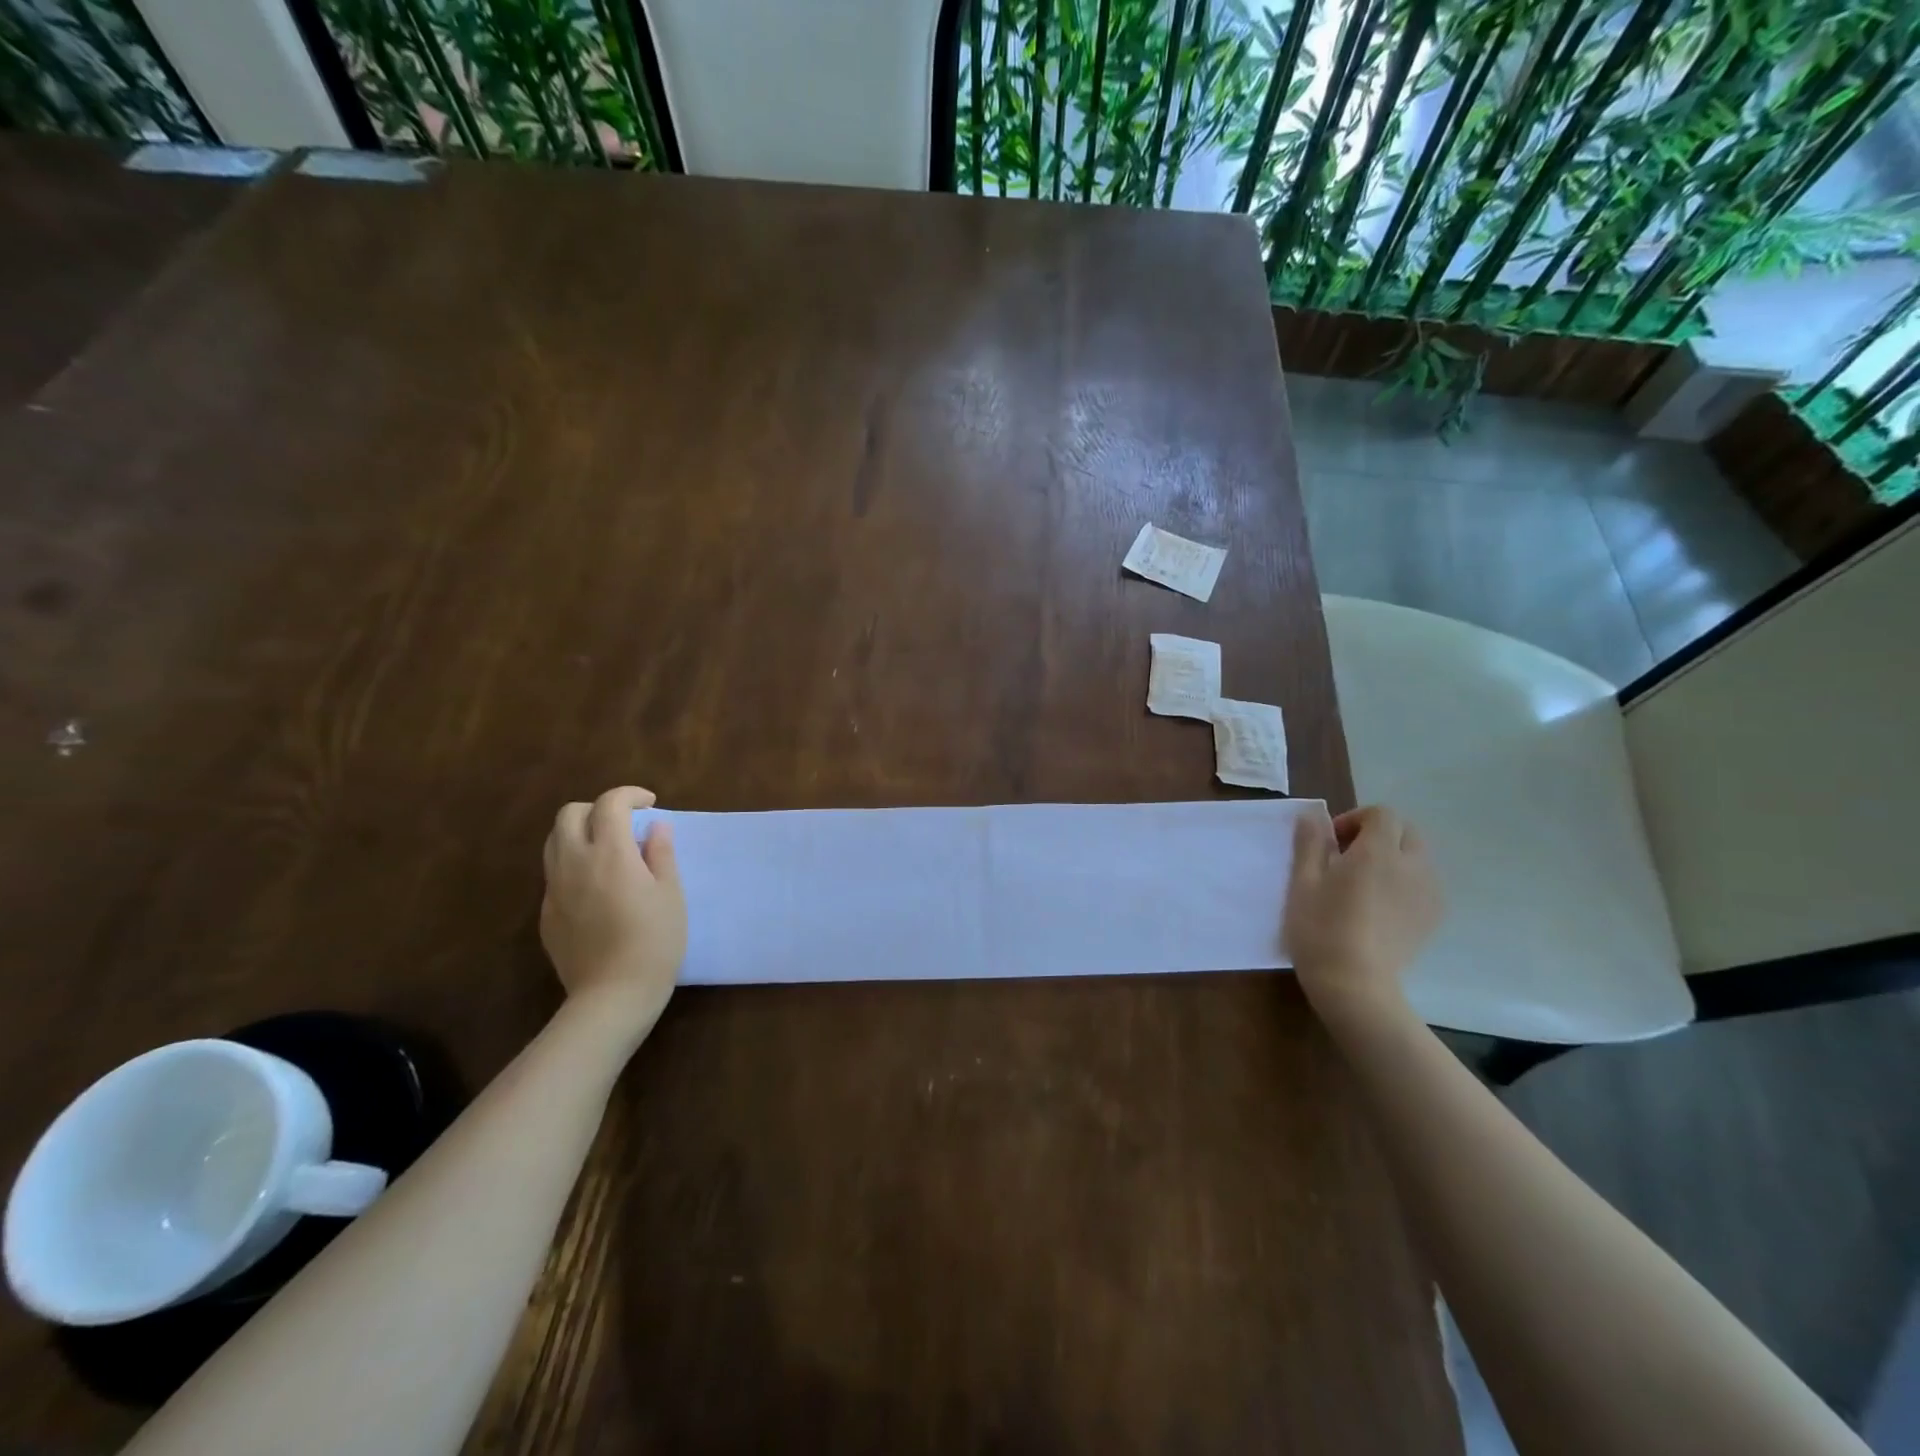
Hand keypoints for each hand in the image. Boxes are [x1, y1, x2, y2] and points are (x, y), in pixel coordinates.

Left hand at [541, 786, 686, 1033]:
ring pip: (553, 842)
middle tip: (625, 824)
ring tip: (608, 850)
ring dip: (579, 833)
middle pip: (570, 814)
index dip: (630, 795)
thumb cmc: (654, 941)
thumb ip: (661, 854)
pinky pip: (554, 874)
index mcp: (610, 853)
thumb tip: (655, 827)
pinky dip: (573, 865)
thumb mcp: (671, 893)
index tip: (650, 805)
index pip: (610, 803)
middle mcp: (574, 863)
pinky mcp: (546, 914)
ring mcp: (554, 890)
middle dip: (597, 809)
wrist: (613, 995)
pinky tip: (597, 888)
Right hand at [1284, 806, 1441, 1021]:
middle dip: (1379, 835)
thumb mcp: (1302, 883)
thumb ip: (1309, 843)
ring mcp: (1428, 894)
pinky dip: (1406, 882)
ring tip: (1365, 884)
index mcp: (1378, 852)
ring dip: (1395, 858)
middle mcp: (1411, 866)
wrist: (1355, 985)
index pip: (1382, 814)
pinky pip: (1424, 884)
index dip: (1355, 819)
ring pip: (1419, 858)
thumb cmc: (1321, 929)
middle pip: (1407, 831)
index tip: (1331, 843)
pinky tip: (1380, 907)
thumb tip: (1312, 815)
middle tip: (1347, 858)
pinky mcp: (1432, 918)